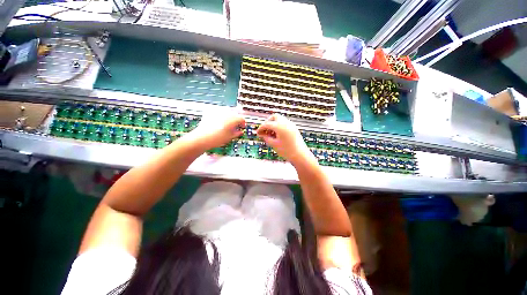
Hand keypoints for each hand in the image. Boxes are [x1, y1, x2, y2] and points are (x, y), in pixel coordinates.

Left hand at [189, 112, 245, 149]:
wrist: (202, 138)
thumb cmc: (217, 138)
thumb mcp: (230, 137)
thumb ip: (237, 133)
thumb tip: (240, 132)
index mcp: (233, 119)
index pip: (241, 119)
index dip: (242, 123)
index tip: (241, 127)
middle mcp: (226, 113)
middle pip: (234, 114)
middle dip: (235, 119)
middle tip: (234, 126)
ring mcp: (218, 111)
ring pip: (226, 111)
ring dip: (228, 116)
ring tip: (226, 124)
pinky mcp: (210, 111)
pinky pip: (218, 111)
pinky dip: (220, 115)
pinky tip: (218, 121)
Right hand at [257, 114, 313, 165]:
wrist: (300, 155)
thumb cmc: (286, 151)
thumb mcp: (274, 144)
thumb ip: (266, 138)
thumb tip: (262, 134)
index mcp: (280, 126)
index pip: (267, 124)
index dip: (261, 128)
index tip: (257, 133)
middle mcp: (286, 123)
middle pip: (274, 117)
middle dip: (268, 122)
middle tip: (265, 130)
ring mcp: (291, 125)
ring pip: (280, 119)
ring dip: (274, 124)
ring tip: (271, 134)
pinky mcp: (294, 128)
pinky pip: (284, 123)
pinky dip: (279, 126)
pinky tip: (277, 135)